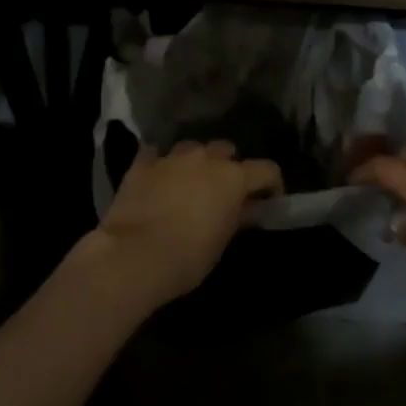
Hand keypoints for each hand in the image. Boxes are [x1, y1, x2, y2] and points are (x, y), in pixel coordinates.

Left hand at [91, 141, 282, 305]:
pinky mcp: (143, 163)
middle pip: (226, 150)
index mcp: (233, 177)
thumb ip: (237, 216)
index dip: (271, 184)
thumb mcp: (222, 241)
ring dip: (195, 162)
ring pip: (192, 148)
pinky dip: (161, 164)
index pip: (267, 169)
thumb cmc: (188, 257)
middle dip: (227, 166)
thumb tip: (246, 207)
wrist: (134, 255)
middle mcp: (206, 158)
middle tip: (221, 190)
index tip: (267, 200)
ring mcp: (172, 157)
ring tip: (188, 183)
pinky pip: (157, 155)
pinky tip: (157, 177)